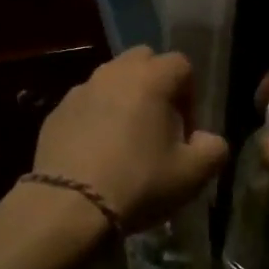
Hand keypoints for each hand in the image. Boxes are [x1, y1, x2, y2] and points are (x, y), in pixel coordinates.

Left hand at [31, 47, 228, 234]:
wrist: (68, 207)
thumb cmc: (138, 183)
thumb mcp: (191, 175)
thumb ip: (213, 150)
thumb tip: (208, 139)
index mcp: (151, 78)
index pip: (181, 65)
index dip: (189, 95)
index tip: (184, 130)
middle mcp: (114, 72)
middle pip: (143, 60)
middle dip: (155, 84)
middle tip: (157, 124)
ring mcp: (81, 89)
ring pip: (111, 80)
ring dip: (123, 99)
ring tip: (124, 140)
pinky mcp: (56, 112)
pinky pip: (85, 104)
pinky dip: (95, 117)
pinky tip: (95, 153)